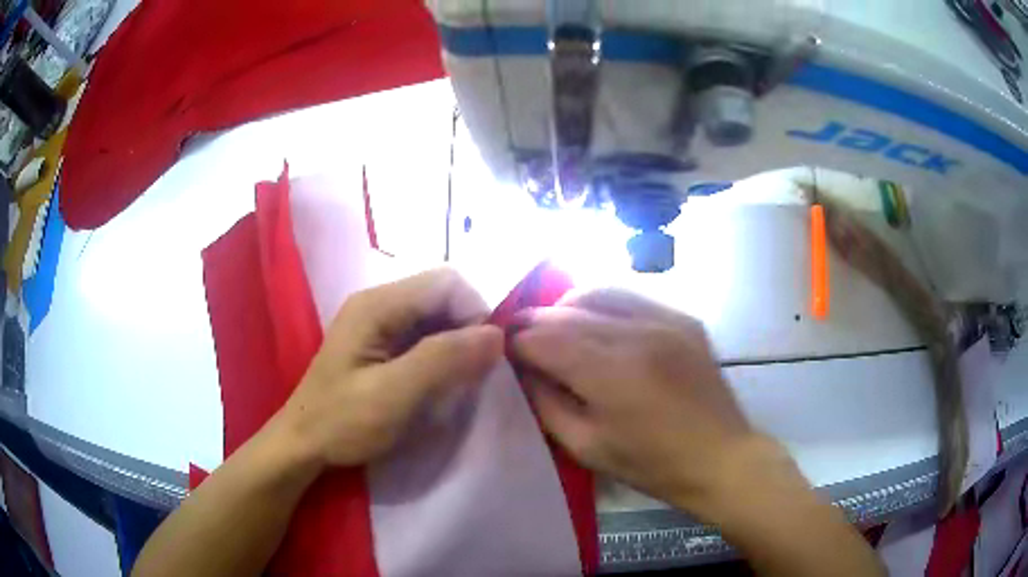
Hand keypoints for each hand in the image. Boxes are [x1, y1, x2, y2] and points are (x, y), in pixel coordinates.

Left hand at [276, 268, 503, 468]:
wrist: (304, 444)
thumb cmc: (343, 421)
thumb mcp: (394, 394)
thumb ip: (444, 360)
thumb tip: (497, 334)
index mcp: (377, 304)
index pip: (446, 283)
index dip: (474, 312)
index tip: (484, 356)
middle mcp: (379, 303)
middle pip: (442, 296)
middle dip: (467, 329)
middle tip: (472, 373)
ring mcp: (378, 323)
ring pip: (436, 317)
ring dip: (456, 344)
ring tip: (458, 382)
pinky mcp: (381, 344)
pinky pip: (424, 336)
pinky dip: (442, 355)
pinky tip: (440, 383)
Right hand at [511, 289, 760, 518]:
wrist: (720, 457)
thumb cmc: (651, 464)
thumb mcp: (586, 447)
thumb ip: (546, 403)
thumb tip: (523, 369)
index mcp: (611, 373)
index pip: (545, 338)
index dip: (517, 341)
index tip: (503, 349)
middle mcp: (638, 334)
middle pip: (568, 311)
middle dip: (536, 320)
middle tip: (521, 335)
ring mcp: (666, 320)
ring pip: (599, 293)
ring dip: (568, 306)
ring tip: (557, 326)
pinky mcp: (684, 319)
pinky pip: (632, 298)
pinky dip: (604, 305)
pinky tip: (599, 325)